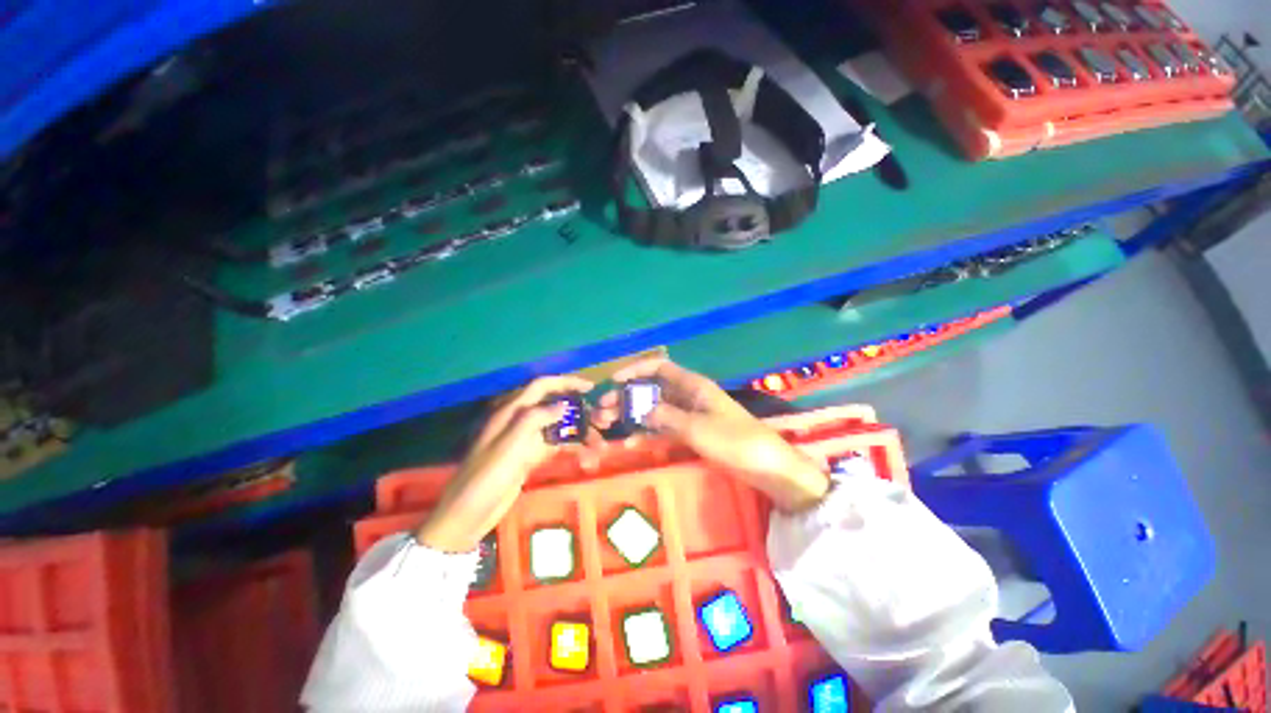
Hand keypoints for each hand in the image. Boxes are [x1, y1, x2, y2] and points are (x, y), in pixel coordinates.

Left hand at [416, 375, 596, 552]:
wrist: (468, 514)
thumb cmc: (487, 476)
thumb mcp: (510, 445)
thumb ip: (535, 419)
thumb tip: (563, 405)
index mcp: (512, 411)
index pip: (542, 386)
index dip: (566, 382)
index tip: (590, 387)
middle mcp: (521, 421)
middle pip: (555, 407)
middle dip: (579, 412)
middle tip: (602, 421)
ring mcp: (527, 440)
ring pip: (559, 428)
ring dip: (580, 434)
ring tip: (600, 446)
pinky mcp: (531, 457)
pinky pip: (556, 446)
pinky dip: (572, 449)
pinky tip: (587, 458)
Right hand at [595, 358, 828, 512]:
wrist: (766, 467)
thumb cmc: (734, 441)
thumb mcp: (697, 428)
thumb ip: (665, 416)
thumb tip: (639, 408)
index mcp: (693, 385)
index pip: (659, 367)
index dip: (635, 370)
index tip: (613, 381)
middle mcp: (688, 396)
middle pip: (651, 389)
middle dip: (626, 397)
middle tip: (602, 412)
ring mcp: (689, 415)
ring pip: (654, 409)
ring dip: (632, 415)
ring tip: (607, 426)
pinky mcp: (691, 433)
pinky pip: (663, 428)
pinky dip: (646, 432)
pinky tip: (629, 442)